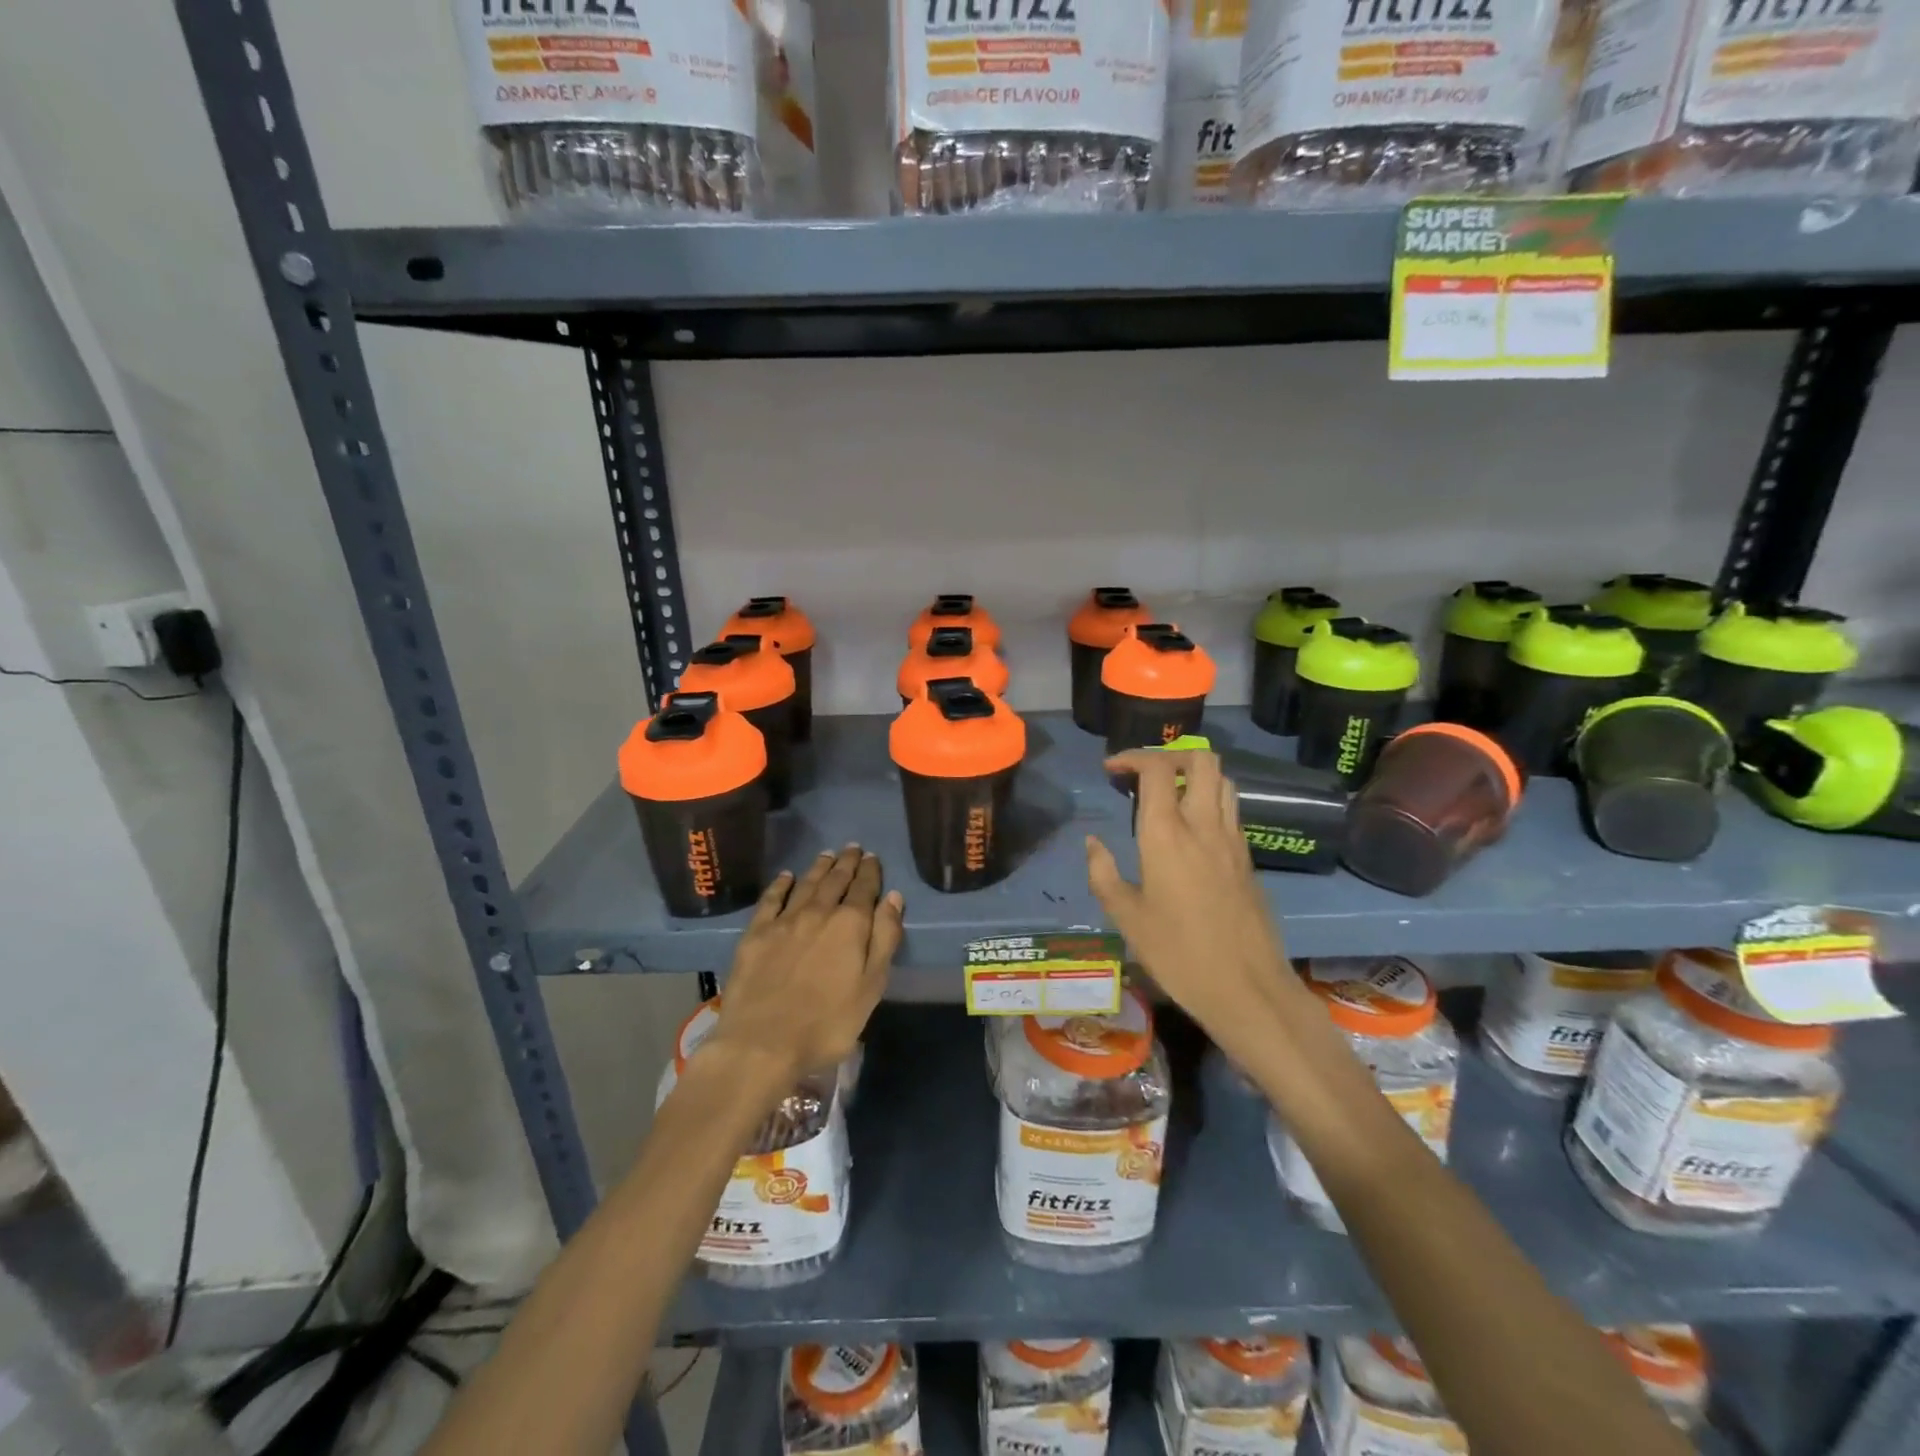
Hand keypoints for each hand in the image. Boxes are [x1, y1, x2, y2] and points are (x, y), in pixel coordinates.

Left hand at [709, 846, 903, 1082]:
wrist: (762, 1043)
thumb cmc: (827, 1023)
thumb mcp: (871, 986)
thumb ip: (885, 938)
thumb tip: (893, 897)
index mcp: (850, 924)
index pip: (864, 888)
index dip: (870, 871)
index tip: (872, 858)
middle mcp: (818, 912)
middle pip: (835, 880)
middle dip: (847, 863)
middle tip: (853, 848)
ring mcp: (784, 920)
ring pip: (806, 883)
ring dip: (819, 867)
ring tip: (828, 855)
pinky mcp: (756, 933)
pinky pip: (771, 899)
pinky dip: (781, 884)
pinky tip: (786, 877)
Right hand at [1086, 750, 1297, 1051]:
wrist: (1247, 988)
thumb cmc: (1178, 954)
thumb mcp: (1127, 918)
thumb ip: (1104, 874)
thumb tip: (1093, 843)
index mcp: (1167, 834)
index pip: (1157, 769)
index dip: (1132, 757)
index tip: (1112, 770)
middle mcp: (1203, 825)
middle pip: (1201, 759)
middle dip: (1170, 754)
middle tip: (1144, 775)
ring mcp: (1232, 840)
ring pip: (1222, 780)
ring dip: (1194, 774)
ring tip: (1168, 795)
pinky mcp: (1248, 859)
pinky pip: (1230, 810)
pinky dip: (1209, 801)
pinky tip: (1190, 831)